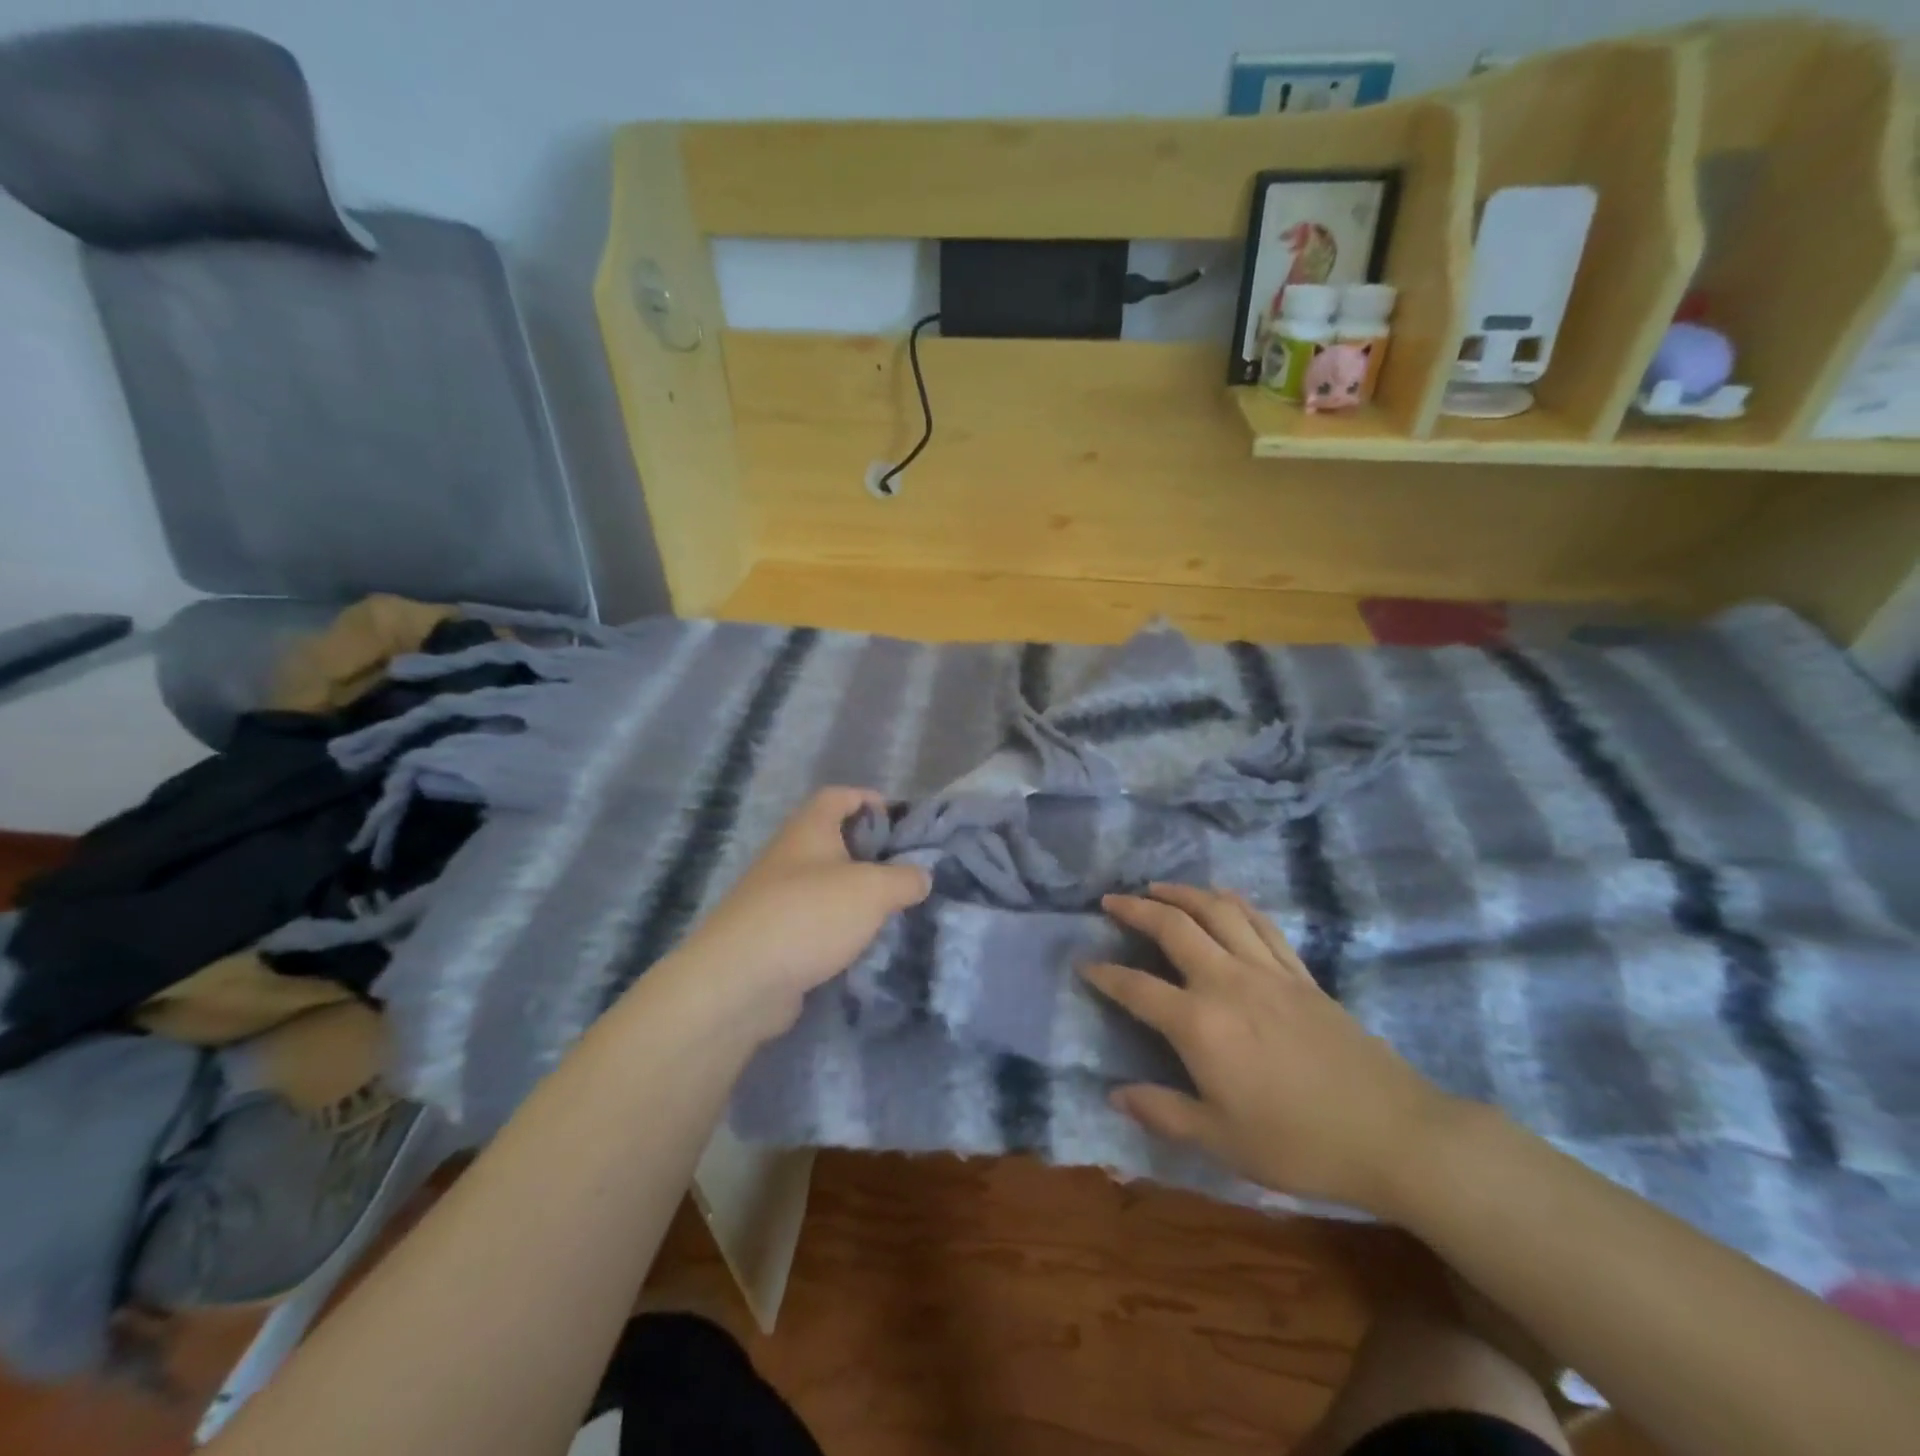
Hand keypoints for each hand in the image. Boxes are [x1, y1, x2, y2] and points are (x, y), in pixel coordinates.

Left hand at [654, 788, 930, 1044]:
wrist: (740, 980)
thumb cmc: (810, 915)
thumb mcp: (873, 890)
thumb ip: (905, 878)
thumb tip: (922, 876)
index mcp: (809, 828)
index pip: (839, 796)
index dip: (870, 800)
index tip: (902, 822)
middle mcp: (789, 855)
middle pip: (834, 840)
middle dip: (870, 852)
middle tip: (906, 871)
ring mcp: (776, 897)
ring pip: (825, 884)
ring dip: (855, 894)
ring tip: (893, 910)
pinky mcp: (773, 936)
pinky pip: (814, 921)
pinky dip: (838, 927)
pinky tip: (862, 944)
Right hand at [1082, 885, 1464, 1217]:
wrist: (1393, 1133)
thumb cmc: (1299, 1144)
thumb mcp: (1221, 1141)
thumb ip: (1163, 1113)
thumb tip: (1115, 1094)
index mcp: (1200, 1024)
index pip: (1136, 987)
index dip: (1105, 974)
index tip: (1084, 963)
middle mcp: (1227, 982)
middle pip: (1173, 927)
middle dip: (1136, 909)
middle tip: (1112, 901)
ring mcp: (1267, 971)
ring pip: (1217, 911)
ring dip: (1182, 892)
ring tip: (1157, 887)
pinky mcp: (1300, 973)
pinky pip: (1261, 923)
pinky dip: (1235, 902)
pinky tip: (1222, 897)